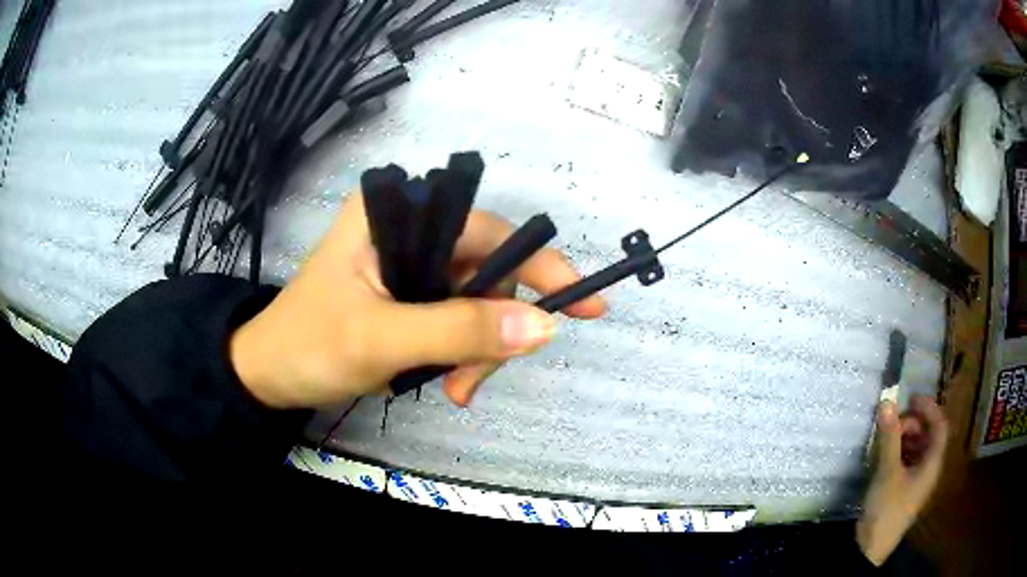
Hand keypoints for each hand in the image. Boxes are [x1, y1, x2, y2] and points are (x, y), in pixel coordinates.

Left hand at [229, 192, 606, 408]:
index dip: (537, 265)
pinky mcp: (408, 294)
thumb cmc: (308, 347)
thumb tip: (543, 327)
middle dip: (492, 330)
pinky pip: (457, 320)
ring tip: (454, 391)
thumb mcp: (380, 340)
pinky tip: (444, 381)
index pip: (485, 229)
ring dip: (476, 352)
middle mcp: (406, 229)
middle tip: (471, 385)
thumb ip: (459, 331)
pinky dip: (461, 354)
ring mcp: (409, 263)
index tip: (582, 307)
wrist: (269, 376)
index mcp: (393, 214)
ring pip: (476, 303)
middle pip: (485, 272)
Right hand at [856, 396, 948, 565]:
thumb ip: (889, 436)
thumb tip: (886, 401)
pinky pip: (907, 461)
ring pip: (917, 448)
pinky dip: (898, 451)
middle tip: (893, 422)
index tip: (910, 398)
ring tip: (886, 438)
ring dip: (904, 437)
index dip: (929, 408)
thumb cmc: (886, 508)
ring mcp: (917, 480)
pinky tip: (884, 455)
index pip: (940, 425)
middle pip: (928, 435)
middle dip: (912, 423)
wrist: (870, 548)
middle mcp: (929, 468)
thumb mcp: (888, 471)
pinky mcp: (904, 489)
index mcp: (933, 463)